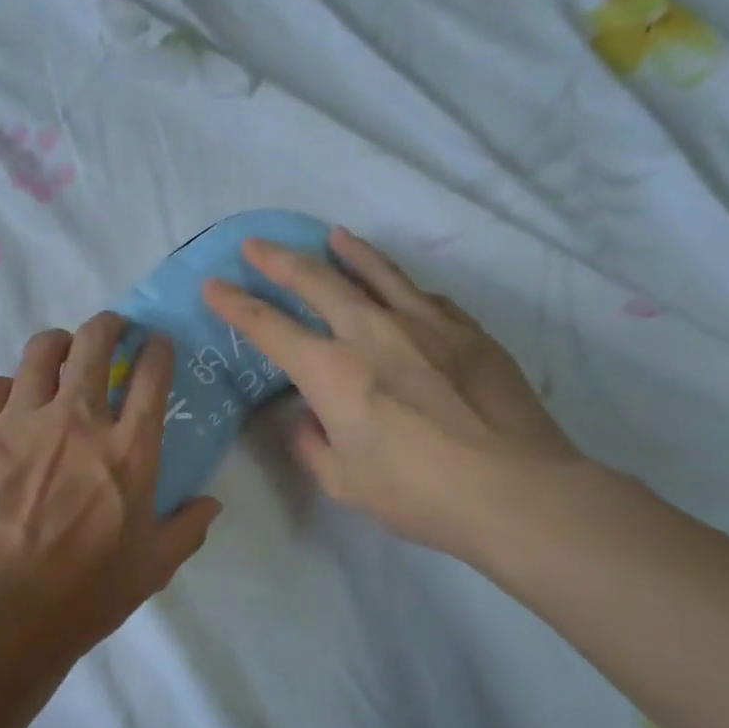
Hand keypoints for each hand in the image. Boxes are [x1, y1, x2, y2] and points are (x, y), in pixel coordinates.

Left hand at [0, 314, 223, 664]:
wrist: (2, 616)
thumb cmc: (86, 595)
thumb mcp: (152, 567)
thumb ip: (187, 528)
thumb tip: (212, 503)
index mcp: (128, 449)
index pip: (151, 374)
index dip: (157, 349)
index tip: (155, 344)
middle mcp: (77, 420)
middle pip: (93, 341)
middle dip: (107, 325)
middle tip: (110, 330)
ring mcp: (21, 422)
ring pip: (39, 351)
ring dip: (56, 346)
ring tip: (58, 355)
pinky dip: (4, 389)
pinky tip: (8, 406)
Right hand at [203, 227, 581, 560]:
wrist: (515, 490)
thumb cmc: (418, 492)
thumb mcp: (343, 481)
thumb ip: (312, 443)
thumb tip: (308, 416)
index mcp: (332, 371)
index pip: (268, 327)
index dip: (234, 304)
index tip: (213, 285)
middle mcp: (372, 332)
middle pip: (317, 280)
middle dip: (278, 260)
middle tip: (255, 243)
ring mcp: (425, 324)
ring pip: (377, 272)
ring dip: (347, 251)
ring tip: (332, 234)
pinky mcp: (467, 330)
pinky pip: (424, 297)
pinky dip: (401, 287)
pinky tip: (400, 289)